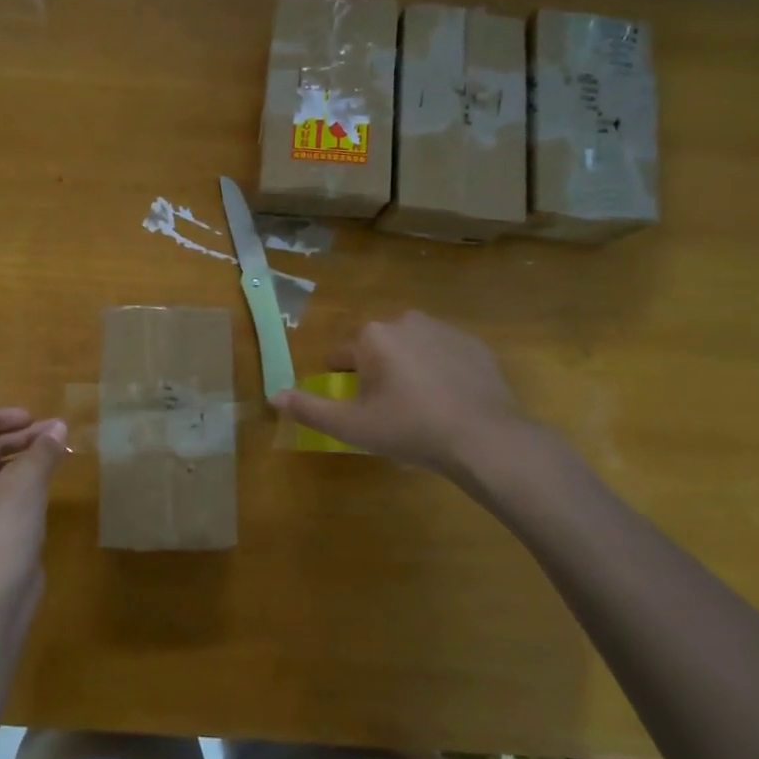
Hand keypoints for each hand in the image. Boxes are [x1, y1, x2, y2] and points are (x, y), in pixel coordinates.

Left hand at [0, 409, 67, 607]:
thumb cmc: (3, 523)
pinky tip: (50, 480)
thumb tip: (59, 427)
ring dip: (25, 457)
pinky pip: (3, 494)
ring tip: (58, 452)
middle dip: (20, 437)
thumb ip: (43, 448)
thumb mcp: (27, 479)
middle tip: (54, 433)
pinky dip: (24, 481)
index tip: (29, 419)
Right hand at [270, 312, 539, 482]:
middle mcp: (405, 320)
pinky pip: (443, 355)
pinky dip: (440, 371)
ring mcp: (444, 329)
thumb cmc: (410, 429)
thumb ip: (309, 410)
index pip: (340, 357)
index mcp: (372, 336)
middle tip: (389, 412)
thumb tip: (273, 396)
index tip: (359, 410)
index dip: (343, 385)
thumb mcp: (352, 427)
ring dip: (407, 370)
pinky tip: (448, 402)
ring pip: (410, 349)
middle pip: (376, 349)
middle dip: (376, 374)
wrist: (485, 437)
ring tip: (421, 408)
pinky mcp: (474, 344)